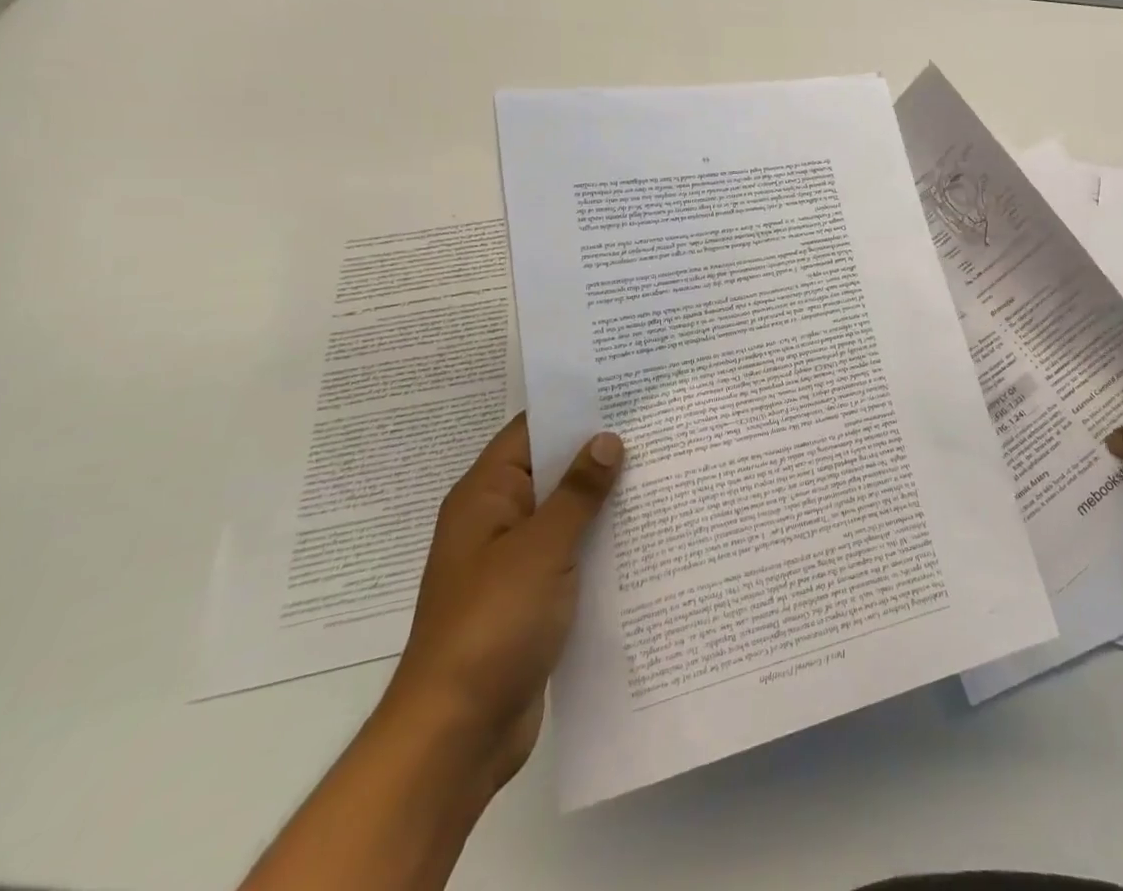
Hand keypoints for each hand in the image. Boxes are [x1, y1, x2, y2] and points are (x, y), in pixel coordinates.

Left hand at [380, 415, 623, 791]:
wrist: (457, 735)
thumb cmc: (490, 626)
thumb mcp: (541, 549)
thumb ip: (578, 492)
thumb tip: (607, 438)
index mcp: (486, 496)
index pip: (530, 430)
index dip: (573, 406)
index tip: (624, 388)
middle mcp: (498, 520)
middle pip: (553, 468)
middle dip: (600, 450)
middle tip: (658, 425)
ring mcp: (516, 559)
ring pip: (568, 511)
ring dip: (606, 497)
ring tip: (665, 468)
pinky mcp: (535, 595)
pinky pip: (574, 550)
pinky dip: (603, 538)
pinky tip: (648, 529)